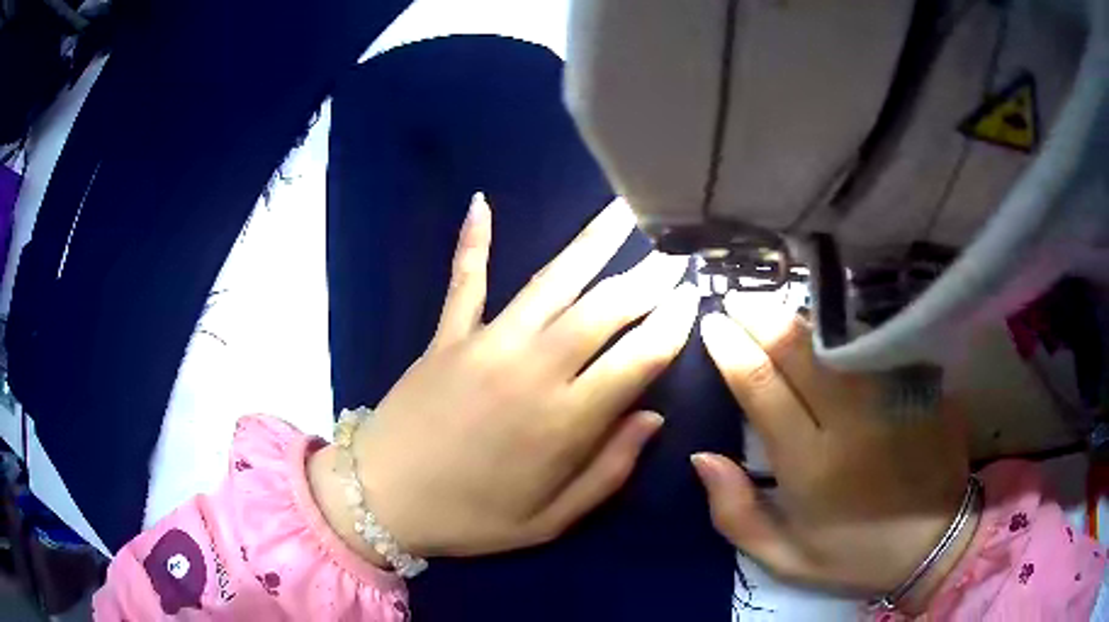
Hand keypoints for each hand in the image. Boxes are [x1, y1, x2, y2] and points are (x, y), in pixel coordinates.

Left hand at [311, 194, 696, 561]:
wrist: (381, 499)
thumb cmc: (469, 518)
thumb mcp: (549, 520)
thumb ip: (608, 471)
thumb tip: (654, 418)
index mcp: (565, 423)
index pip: (638, 359)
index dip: (672, 326)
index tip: (694, 298)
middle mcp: (533, 369)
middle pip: (605, 309)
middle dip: (648, 276)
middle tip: (676, 250)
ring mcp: (485, 343)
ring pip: (552, 281)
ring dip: (592, 242)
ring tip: (622, 209)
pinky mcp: (446, 334)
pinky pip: (465, 279)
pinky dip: (473, 241)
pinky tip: (482, 201)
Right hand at [692, 292, 972, 610]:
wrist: (936, 541)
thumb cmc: (856, 554)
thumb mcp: (785, 558)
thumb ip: (736, 513)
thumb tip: (703, 457)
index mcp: (811, 466)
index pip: (762, 388)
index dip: (732, 349)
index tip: (713, 325)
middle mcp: (850, 421)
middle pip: (798, 349)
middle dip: (760, 315)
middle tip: (735, 298)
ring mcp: (890, 395)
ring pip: (837, 337)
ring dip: (798, 315)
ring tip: (772, 304)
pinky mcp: (918, 383)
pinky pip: (874, 342)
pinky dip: (844, 327)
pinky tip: (828, 321)